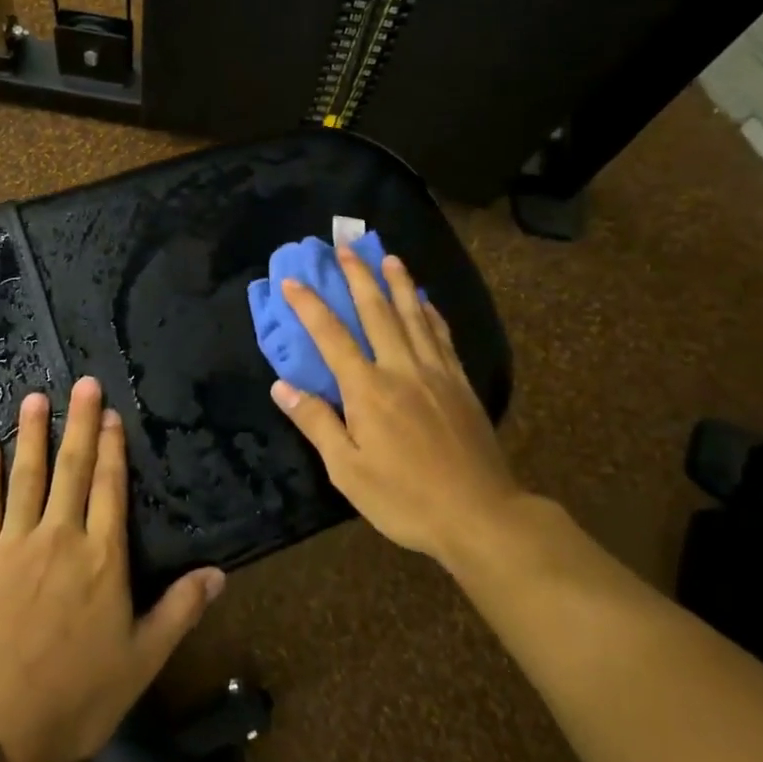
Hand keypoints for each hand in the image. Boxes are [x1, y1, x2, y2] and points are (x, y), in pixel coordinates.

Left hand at [0, 377, 225, 761]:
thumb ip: (180, 610)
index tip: (111, 414)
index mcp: (103, 558)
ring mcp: (15, 546)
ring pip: (27, 478)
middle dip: (80, 424)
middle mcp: (61, 539)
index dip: (112, 448)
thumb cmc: (79, 696)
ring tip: (35, 398)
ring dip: (32, 435)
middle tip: (83, 384)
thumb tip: (220, 574)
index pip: (110, 488)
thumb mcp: (143, 658)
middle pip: (73, 470)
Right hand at [270, 248, 524, 567]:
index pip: (331, 337)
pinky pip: (442, 337)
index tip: (293, 280)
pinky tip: (427, 301)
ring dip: (398, 283)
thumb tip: (282, 386)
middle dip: (358, 276)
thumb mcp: (348, 471)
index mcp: (368, 390)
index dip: (310, 306)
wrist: (480, 515)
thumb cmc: (405, 498)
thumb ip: (317, 423)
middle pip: (377, 312)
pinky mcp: (460, 384)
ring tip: (388, 256)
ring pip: (414, 315)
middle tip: (346, 246)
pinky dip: (431, 313)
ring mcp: (436, 373)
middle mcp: (401, 369)